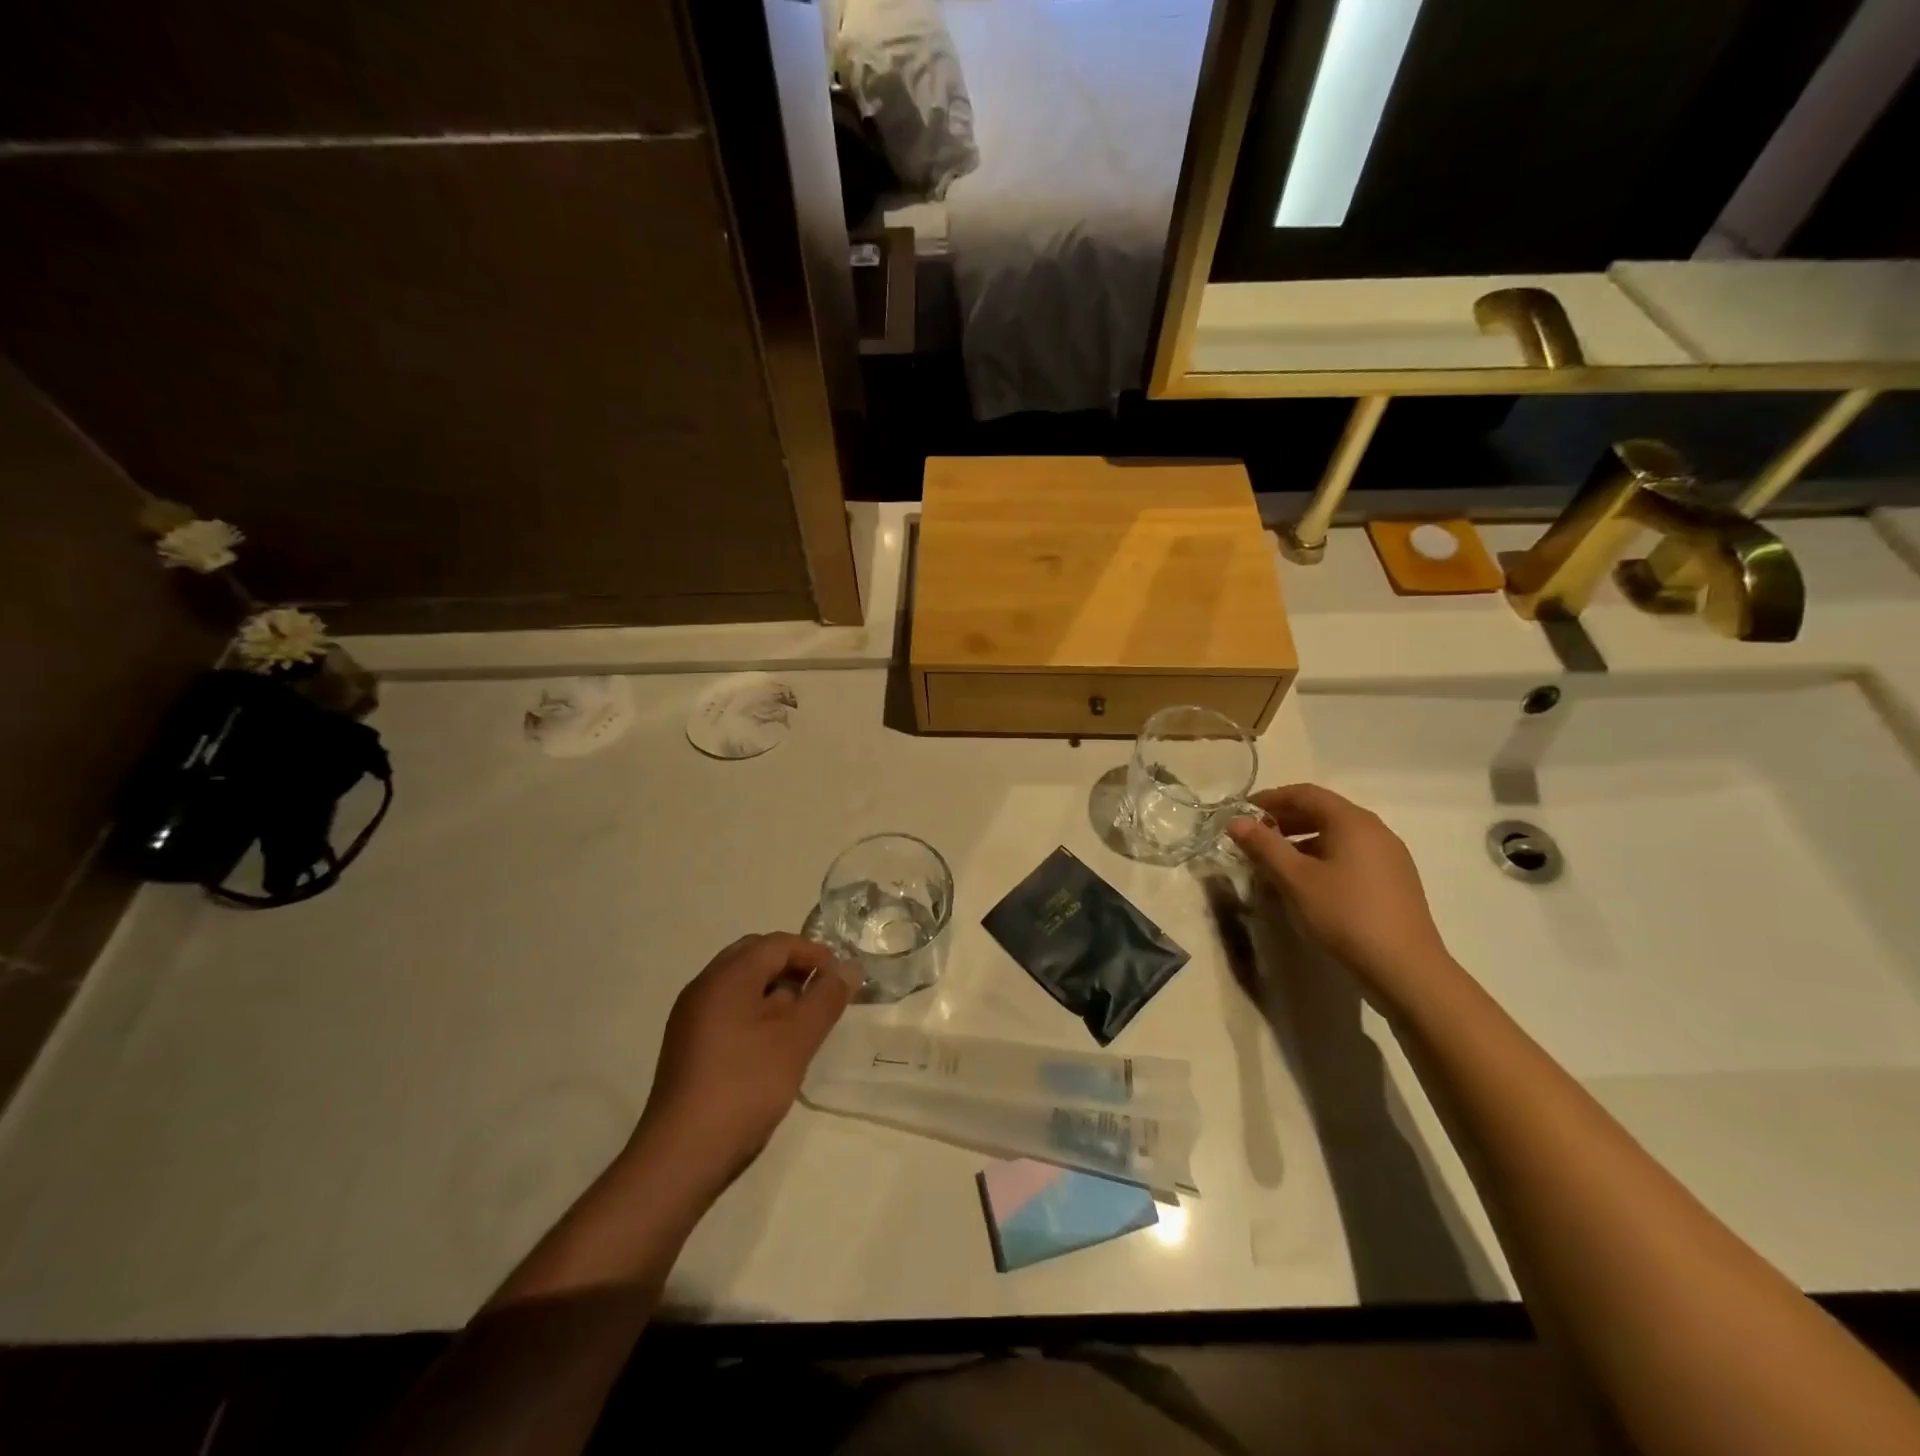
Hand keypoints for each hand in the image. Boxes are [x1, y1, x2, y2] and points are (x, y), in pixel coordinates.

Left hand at [632, 933, 854, 1200]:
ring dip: (775, 989)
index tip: (841, 977)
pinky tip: (774, 1043)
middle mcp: (704, 986)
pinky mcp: (688, 1044)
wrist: (682, 1155)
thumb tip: (848, 967)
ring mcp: (690, 1016)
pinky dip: (756, 1010)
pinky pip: (728, 1008)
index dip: (813, 952)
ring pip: (741, 983)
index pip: (776, 944)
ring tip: (803, 1020)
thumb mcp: (796, 1039)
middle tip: (822, 992)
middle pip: (754, 956)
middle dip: (793, 966)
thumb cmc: (745, 1086)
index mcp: (726, 977)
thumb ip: (825, 998)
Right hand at [1227, 783, 1454, 998]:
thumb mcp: (1295, 880)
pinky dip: (1322, 857)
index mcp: (1352, 821)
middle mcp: (1375, 830)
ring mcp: (1389, 855)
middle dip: (1284, 820)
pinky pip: (1351, 854)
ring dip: (1302, 840)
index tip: (1241, 813)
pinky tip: (1308, 883)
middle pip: (1323, 811)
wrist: (1406, 969)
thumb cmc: (1345, 915)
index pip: (1305, 793)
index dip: (1270, 798)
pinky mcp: (1394, 880)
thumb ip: (1264, 846)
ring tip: (1275, 862)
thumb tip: (1236, 821)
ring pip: (1337, 835)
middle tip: (1253, 838)